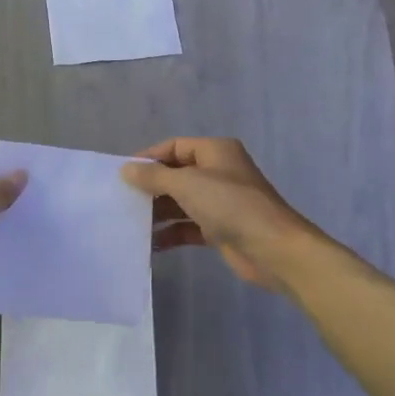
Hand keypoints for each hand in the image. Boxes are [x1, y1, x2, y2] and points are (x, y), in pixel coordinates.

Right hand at [120, 138, 320, 292]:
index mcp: (215, 151)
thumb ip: (154, 176)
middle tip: (121, 200)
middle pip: (176, 175)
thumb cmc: (231, 205)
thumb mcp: (187, 184)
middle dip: (151, 187)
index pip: (174, 146)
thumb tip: (126, 169)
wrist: (273, 249)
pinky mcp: (220, 229)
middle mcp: (218, 172)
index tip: (122, 174)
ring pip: (181, 202)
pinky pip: (189, 226)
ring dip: (158, 212)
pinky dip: (171, 233)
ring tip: (129, 223)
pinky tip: (150, 243)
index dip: (149, 157)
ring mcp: (220, 202)